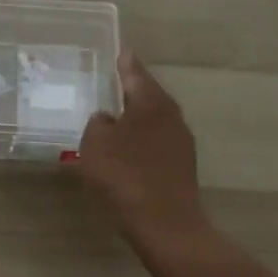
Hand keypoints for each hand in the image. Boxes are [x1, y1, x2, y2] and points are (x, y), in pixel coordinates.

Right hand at [79, 51, 210, 247]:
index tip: (120, 50)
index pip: (135, 72)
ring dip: (136, 118)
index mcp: (151, 102)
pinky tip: (126, 150)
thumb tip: (106, 119)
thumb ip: (98, 123)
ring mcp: (180, 143)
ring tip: (114, 117)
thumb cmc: (126, 176)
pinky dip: (140, 141)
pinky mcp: (181, 168)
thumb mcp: (96, 143)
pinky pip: (156, 143)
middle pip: (148, 95)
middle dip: (130, 90)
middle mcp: (171, 116)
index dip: (124, 62)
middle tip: (111, 83)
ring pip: (153, 120)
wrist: (165, 226)